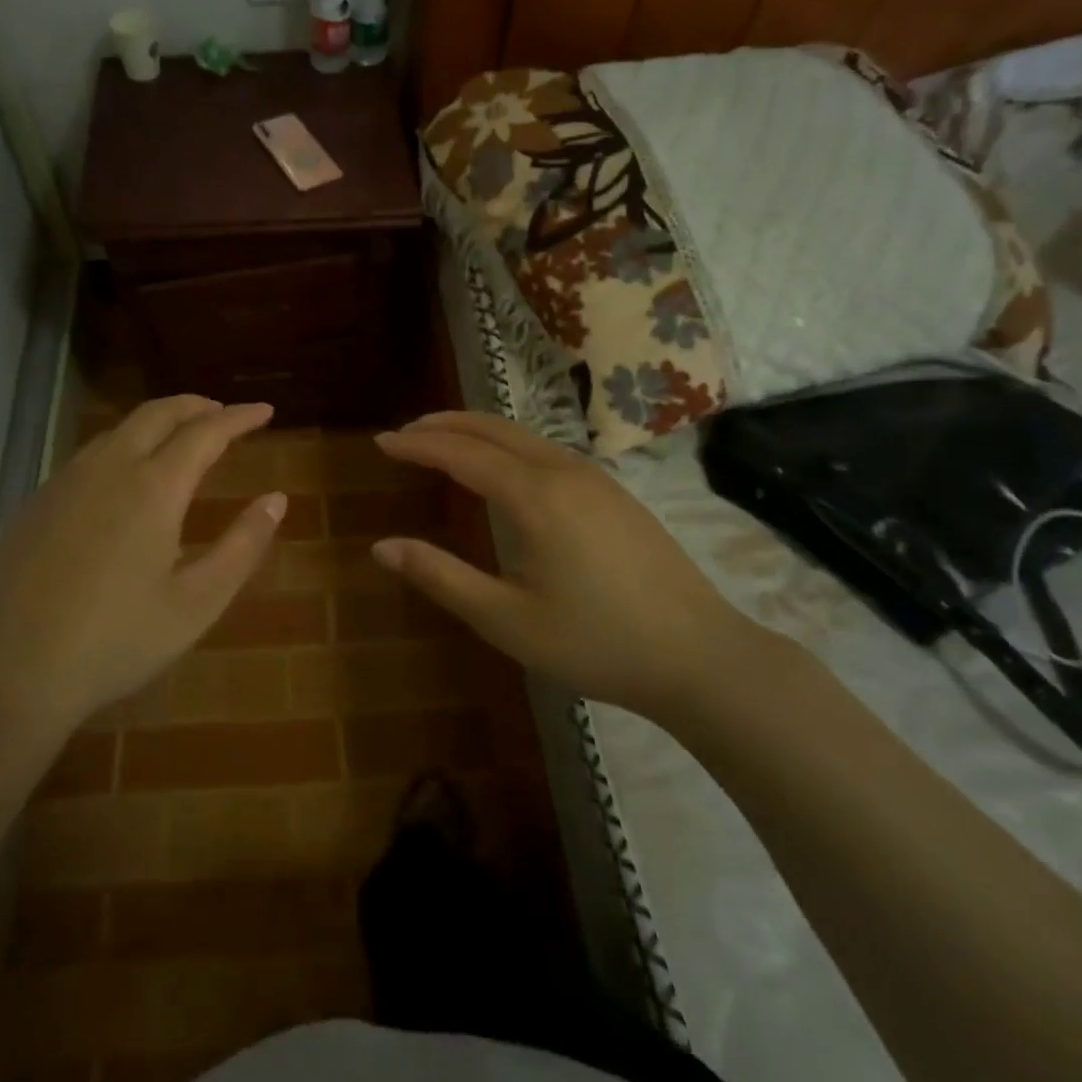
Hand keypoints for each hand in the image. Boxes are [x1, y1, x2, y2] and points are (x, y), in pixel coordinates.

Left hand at [0, 396, 286, 729]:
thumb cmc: (118, 639)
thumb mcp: (198, 601)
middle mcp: (110, 468)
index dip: (239, 417)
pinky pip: (92, 453)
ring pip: (120, 428)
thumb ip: (243, 545)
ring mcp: (67, 481)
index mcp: (154, 487)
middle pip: (158, 414)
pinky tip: (127, 475)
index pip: (206, 432)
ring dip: (158, 421)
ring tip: (181, 438)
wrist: (13, 669)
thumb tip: (276, 500)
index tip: (265, 410)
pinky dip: (125, 444)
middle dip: (197, 405)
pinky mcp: (39, 501)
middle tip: (224, 413)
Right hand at [373, 411, 779, 721]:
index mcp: (535, 497)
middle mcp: (564, 472)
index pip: (461, 454)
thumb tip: (382, 547)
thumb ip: (441, 577)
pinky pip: (548, 451)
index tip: (382, 442)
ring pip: (524, 436)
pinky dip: (509, 445)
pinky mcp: (616, 494)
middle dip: (445, 425)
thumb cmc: (596, 642)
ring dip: (479, 431)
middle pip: (494, 430)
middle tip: (406, 432)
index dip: (417, 446)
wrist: (700, 656)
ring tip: (445, 441)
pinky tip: (505, 467)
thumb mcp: (506, 620)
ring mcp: (597, 479)